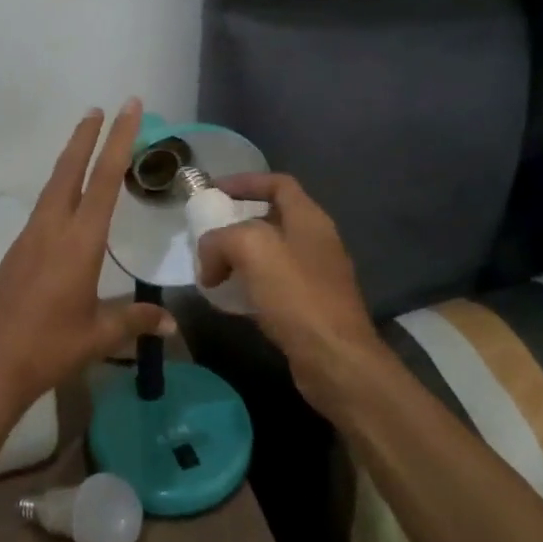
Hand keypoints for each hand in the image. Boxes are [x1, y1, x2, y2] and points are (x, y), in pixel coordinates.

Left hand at [0, 101, 175, 417]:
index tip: (127, 108)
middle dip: (86, 137)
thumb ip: (135, 321)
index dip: (118, 141)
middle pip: (70, 171)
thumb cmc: (47, 347)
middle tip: (100, 109)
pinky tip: (66, 203)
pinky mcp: (16, 253)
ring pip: (53, 187)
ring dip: (71, 161)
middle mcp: (52, 230)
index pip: (105, 180)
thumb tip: (172, 324)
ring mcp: (29, 239)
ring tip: (85, 144)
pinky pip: (43, 210)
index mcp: (78, 242)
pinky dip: (59, 191)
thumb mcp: (98, 336)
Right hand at [195, 174, 380, 416]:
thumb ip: (221, 240)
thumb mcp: (251, 250)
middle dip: (237, 223)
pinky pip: (273, 285)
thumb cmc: (296, 295)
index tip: (214, 191)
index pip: (278, 184)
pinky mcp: (310, 307)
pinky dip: (248, 286)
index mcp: (309, 219)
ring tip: (211, 268)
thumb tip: (209, 259)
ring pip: (271, 254)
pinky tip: (228, 300)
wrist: (335, 359)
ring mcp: (316, 276)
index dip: (245, 181)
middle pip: (272, 219)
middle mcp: (317, 241)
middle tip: (207, 234)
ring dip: (240, 257)